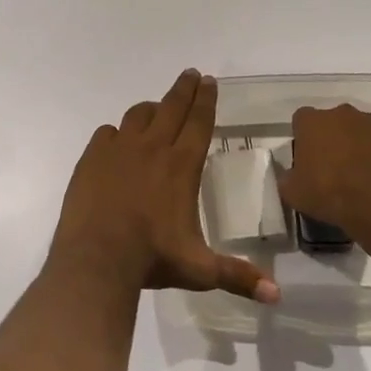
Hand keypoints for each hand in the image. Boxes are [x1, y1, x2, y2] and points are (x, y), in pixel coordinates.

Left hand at [49, 70, 279, 302]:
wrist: (96, 258)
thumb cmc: (152, 259)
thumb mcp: (199, 269)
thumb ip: (238, 276)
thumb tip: (277, 296)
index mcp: (181, 166)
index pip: (199, 122)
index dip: (206, 100)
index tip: (209, 80)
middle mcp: (152, 148)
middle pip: (171, 108)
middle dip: (184, 89)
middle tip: (191, 74)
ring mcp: (119, 149)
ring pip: (138, 115)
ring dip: (151, 108)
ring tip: (157, 108)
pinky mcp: (92, 157)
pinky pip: (107, 133)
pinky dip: (117, 133)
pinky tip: (118, 140)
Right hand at [279, 104, 370, 254]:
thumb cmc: (332, 194)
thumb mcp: (294, 194)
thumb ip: (287, 178)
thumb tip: (290, 175)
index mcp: (313, 122)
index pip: (301, 120)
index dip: (303, 138)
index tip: (307, 160)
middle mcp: (344, 114)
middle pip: (335, 122)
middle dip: (334, 139)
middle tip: (336, 169)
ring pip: (364, 131)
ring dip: (362, 147)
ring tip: (365, 177)